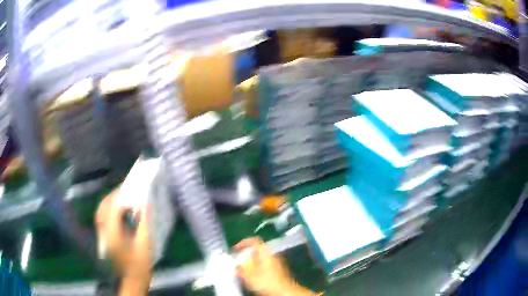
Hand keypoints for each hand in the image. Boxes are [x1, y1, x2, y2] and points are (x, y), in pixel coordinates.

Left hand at [95, 188, 150, 295]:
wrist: (132, 279)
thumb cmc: (140, 264)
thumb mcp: (144, 244)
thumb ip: (143, 223)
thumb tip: (145, 205)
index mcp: (113, 234)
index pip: (112, 209)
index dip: (119, 196)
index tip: (129, 188)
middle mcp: (104, 233)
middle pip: (103, 208)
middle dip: (112, 196)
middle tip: (124, 188)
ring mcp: (102, 236)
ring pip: (100, 212)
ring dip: (109, 202)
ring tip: (120, 196)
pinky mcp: (103, 238)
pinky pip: (101, 218)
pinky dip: (107, 210)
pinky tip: (116, 209)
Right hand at [233, 237, 314, 295]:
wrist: (284, 292)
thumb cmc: (266, 281)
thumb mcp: (249, 275)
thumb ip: (241, 268)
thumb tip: (237, 265)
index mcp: (265, 253)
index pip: (254, 241)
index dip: (243, 243)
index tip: (235, 249)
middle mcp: (272, 255)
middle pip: (257, 251)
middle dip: (246, 256)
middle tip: (237, 263)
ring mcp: (277, 264)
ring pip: (261, 260)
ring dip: (251, 265)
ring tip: (243, 272)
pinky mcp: (278, 273)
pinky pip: (265, 268)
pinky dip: (257, 271)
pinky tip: (252, 278)